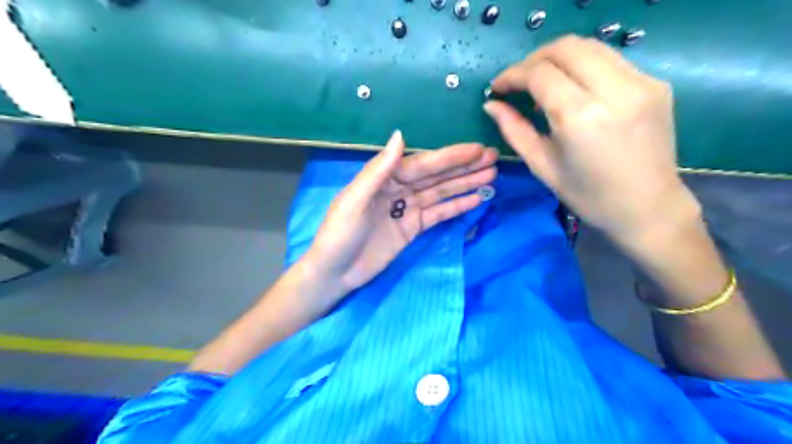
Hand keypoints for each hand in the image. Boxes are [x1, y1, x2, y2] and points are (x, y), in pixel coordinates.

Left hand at [302, 129, 493, 299]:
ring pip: (441, 193)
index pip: (422, 164)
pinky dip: (456, 206)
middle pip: (436, 175)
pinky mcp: (413, 228)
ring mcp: (407, 209)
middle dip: (464, 167)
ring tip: (492, 175)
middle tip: (493, 157)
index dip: (450, 157)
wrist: (335, 273)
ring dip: (465, 184)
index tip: (476, 149)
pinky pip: (438, 214)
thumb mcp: (354, 200)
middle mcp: (399, 189)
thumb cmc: (339, 234)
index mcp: (384, 177)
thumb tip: (400, 135)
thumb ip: (378, 170)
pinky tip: (476, 199)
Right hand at [483, 34, 697, 246]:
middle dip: (534, 59)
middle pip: (566, 47)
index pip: (540, 73)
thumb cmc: (588, 196)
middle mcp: (613, 90)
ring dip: (558, 58)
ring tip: (542, 82)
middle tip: (518, 82)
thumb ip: (514, 130)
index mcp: (580, 117)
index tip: (497, 88)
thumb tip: (491, 105)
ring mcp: (641, 82)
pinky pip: (610, 60)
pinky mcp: (656, 84)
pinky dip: (584, 66)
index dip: (512, 75)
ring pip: (590, 46)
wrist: (648, 208)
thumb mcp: (542, 166)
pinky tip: (575, 90)